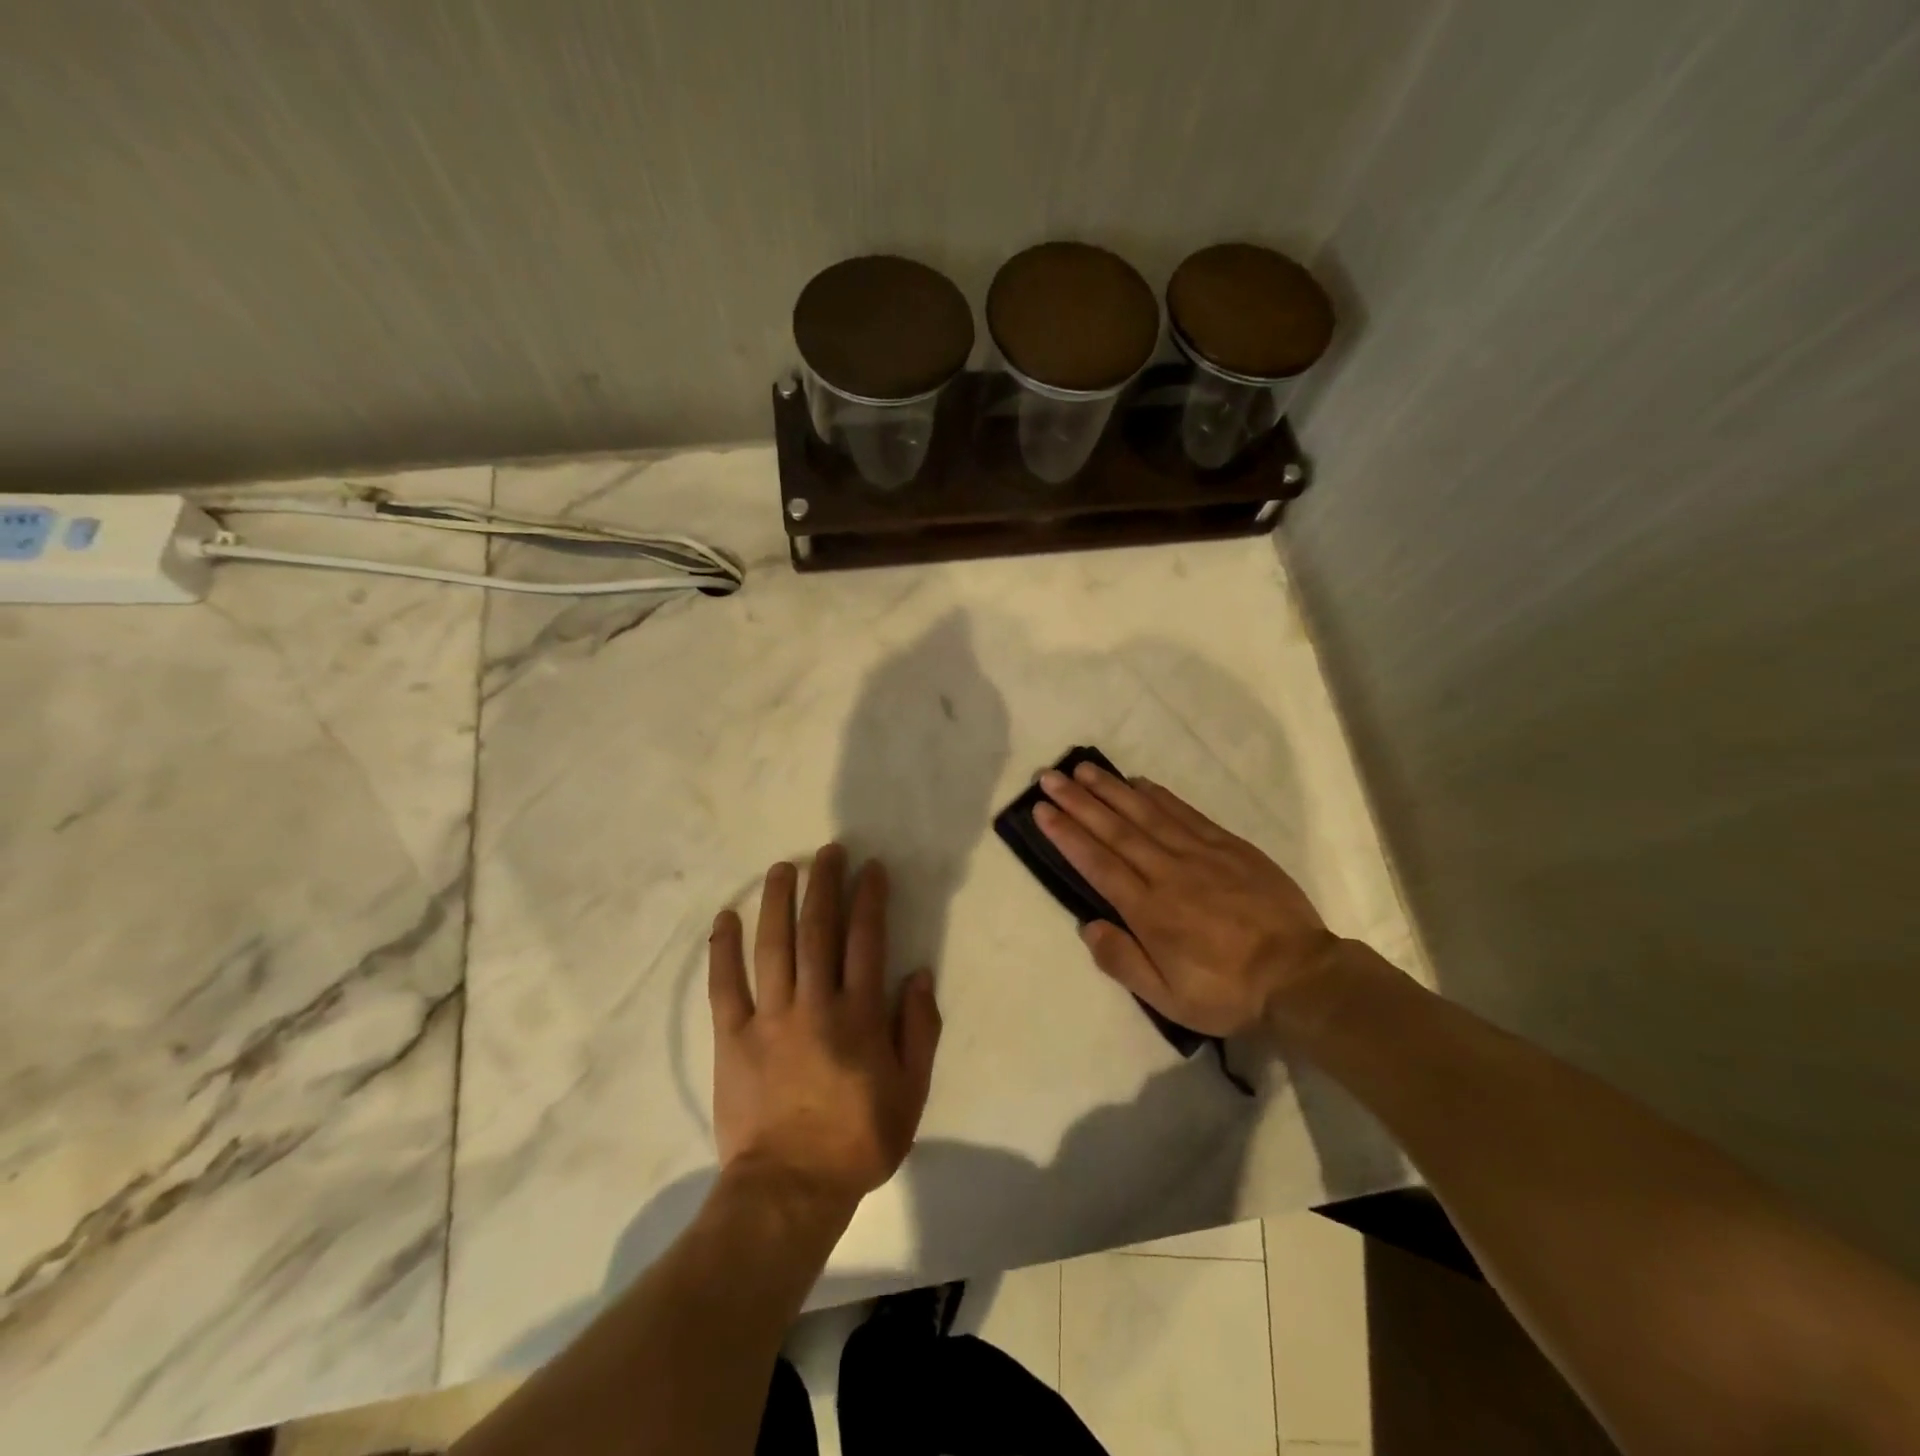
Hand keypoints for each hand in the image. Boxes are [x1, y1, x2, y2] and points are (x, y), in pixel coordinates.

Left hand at [708, 845, 941, 1213]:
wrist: (790, 1189)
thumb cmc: (858, 1141)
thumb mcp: (910, 1093)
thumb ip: (919, 1031)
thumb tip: (919, 976)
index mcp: (859, 1016)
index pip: (867, 940)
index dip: (869, 899)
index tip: (871, 868)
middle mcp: (815, 1004)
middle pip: (819, 930)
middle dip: (825, 885)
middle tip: (828, 851)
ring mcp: (770, 1018)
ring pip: (774, 946)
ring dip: (778, 901)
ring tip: (783, 867)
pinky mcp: (732, 1037)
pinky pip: (725, 985)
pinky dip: (724, 949)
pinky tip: (726, 917)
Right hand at [1034, 763, 1343, 1038]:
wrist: (1299, 976)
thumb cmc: (1227, 991)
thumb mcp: (1169, 998)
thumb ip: (1123, 961)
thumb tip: (1088, 925)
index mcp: (1149, 910)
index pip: (1098, 863)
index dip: (1067, 834)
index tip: (1042, 809)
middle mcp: (1168, 873)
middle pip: (1115, 830)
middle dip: (1079, 802)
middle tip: (1050, 777)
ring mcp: (1200, 854)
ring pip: (1146, 814)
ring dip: (1112, 790)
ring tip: (1084, 770)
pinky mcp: (1229, 846)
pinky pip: (1186, 813)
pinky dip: (1159, 796)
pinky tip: (1140, 782)